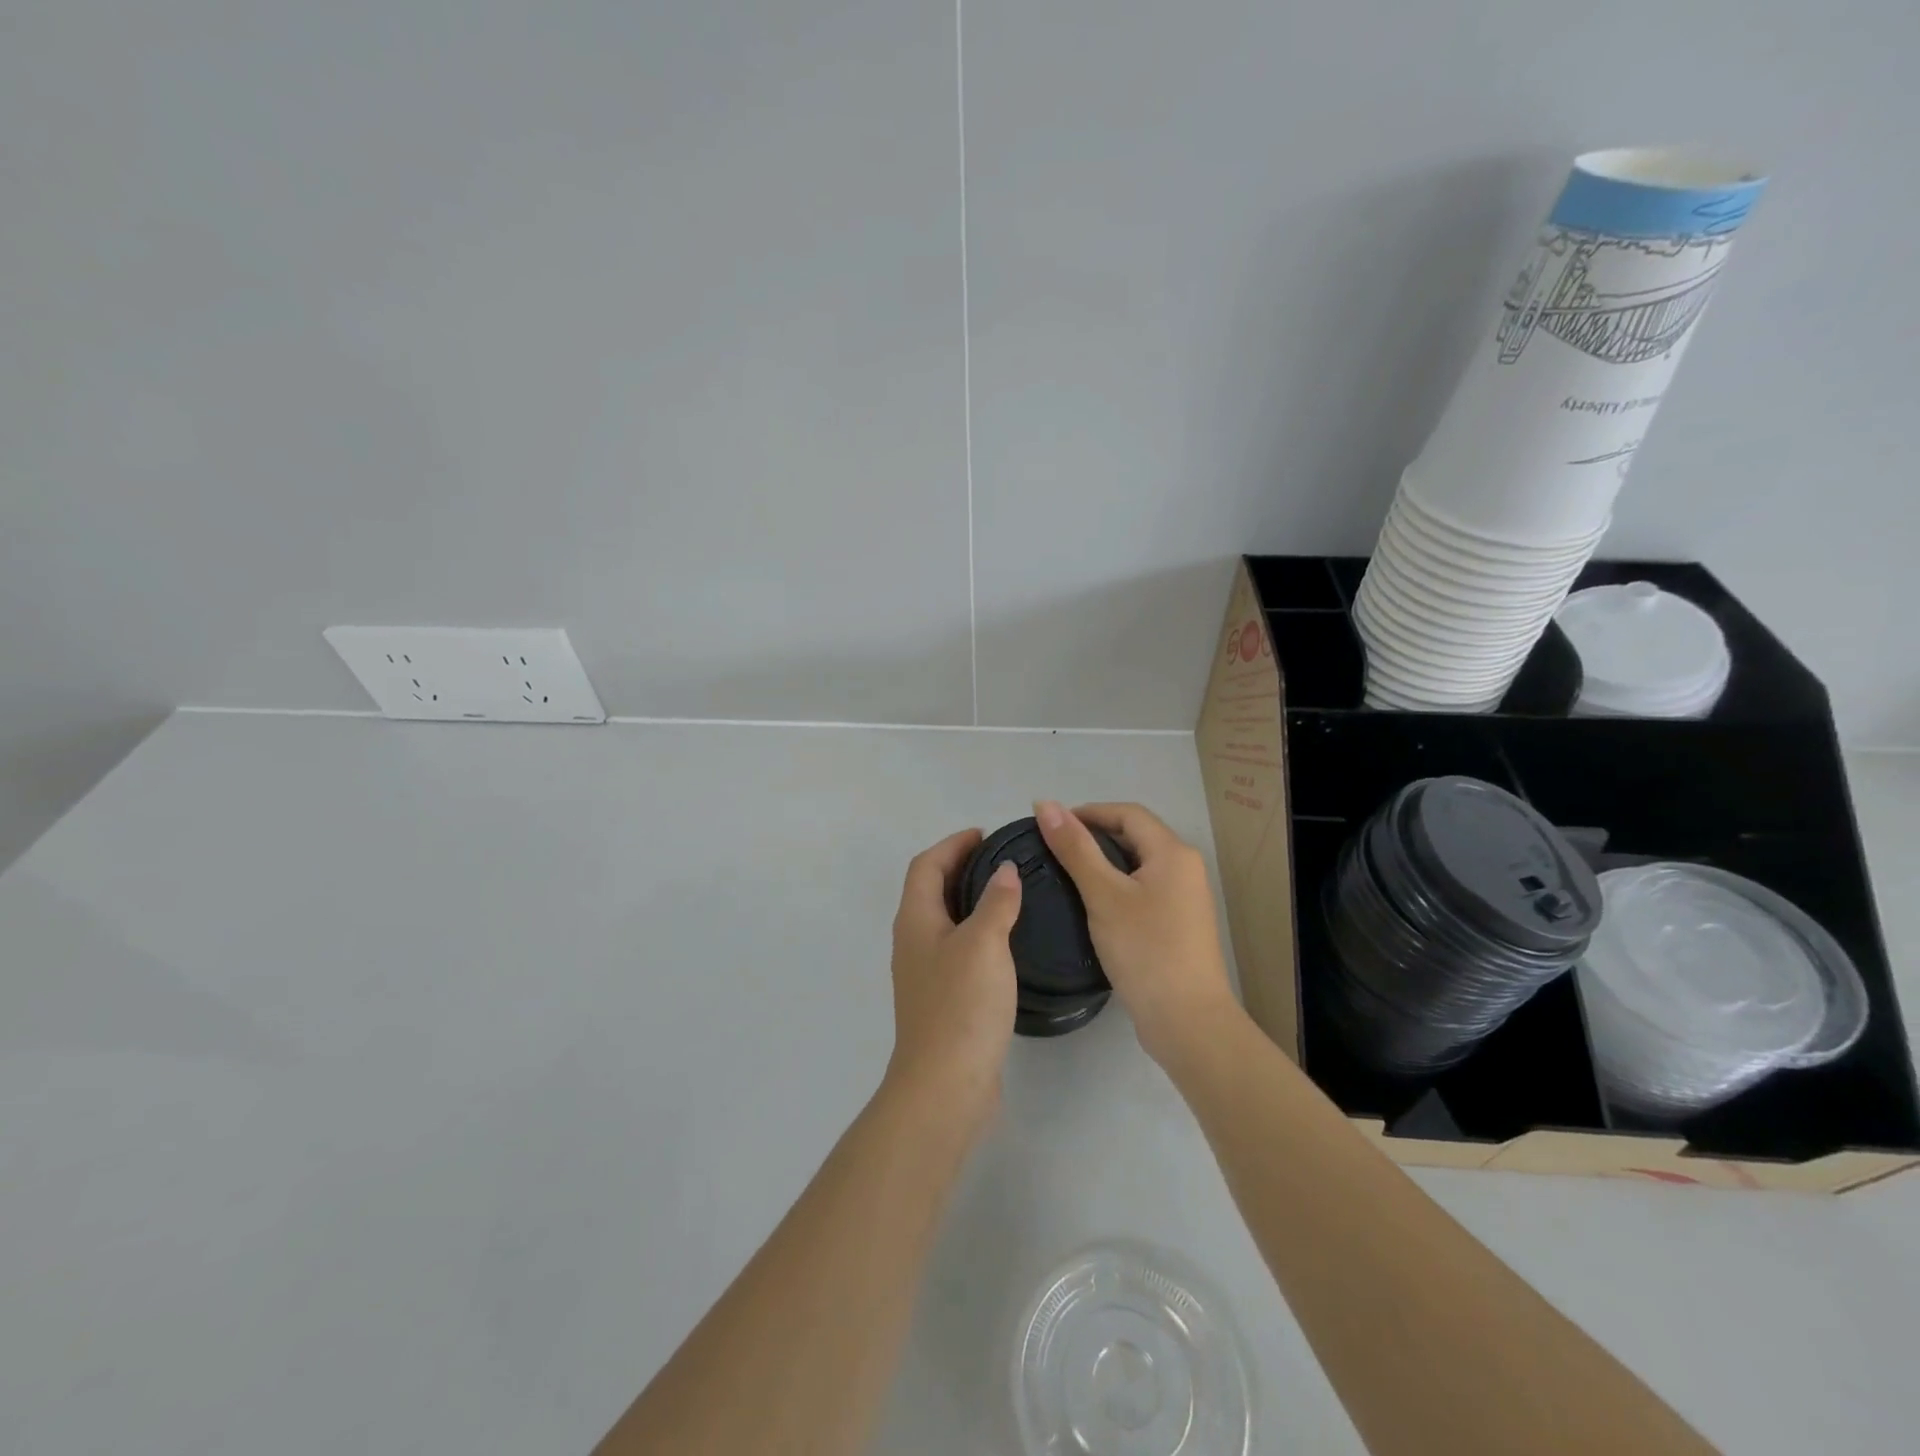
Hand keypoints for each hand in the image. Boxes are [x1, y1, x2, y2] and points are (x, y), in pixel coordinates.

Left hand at [884, 829, 1022, 1122]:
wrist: (945, 1085)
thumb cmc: (961, 1006)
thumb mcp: (984, 944)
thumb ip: (997, 902)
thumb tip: (1005, 871)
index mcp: (916, 920)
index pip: (926, 865)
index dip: (952, 845)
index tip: (984, 835)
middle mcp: (913, 941)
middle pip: (931, 889)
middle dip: (961, 868)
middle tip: (1001, 860)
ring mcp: (925, 972)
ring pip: (945, 920)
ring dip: (969, 899)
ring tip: (1008, 893)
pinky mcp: (942, 998)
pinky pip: (957, 947)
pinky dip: (976, 931)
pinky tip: (1005, 942)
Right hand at [1034, 800, 1239, 1066]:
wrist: (1186, 1020)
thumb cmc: (1144, 949)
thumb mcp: (1103, 895)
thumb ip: (1074, 848)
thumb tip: (1045, 804)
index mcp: (1173, 853)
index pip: (1127, 813)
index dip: (1088, 812)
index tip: (1049, 826)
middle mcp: (1184, 868)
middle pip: (1135, 836)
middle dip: (1094, 835)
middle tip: (1053, 850)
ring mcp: (1184, 898)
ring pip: (1137, 864)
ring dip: (1103, 862)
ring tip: (1065, 873)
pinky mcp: (1178, 924)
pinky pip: (1143, 889)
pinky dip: (1115, 886)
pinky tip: (1091, 904)